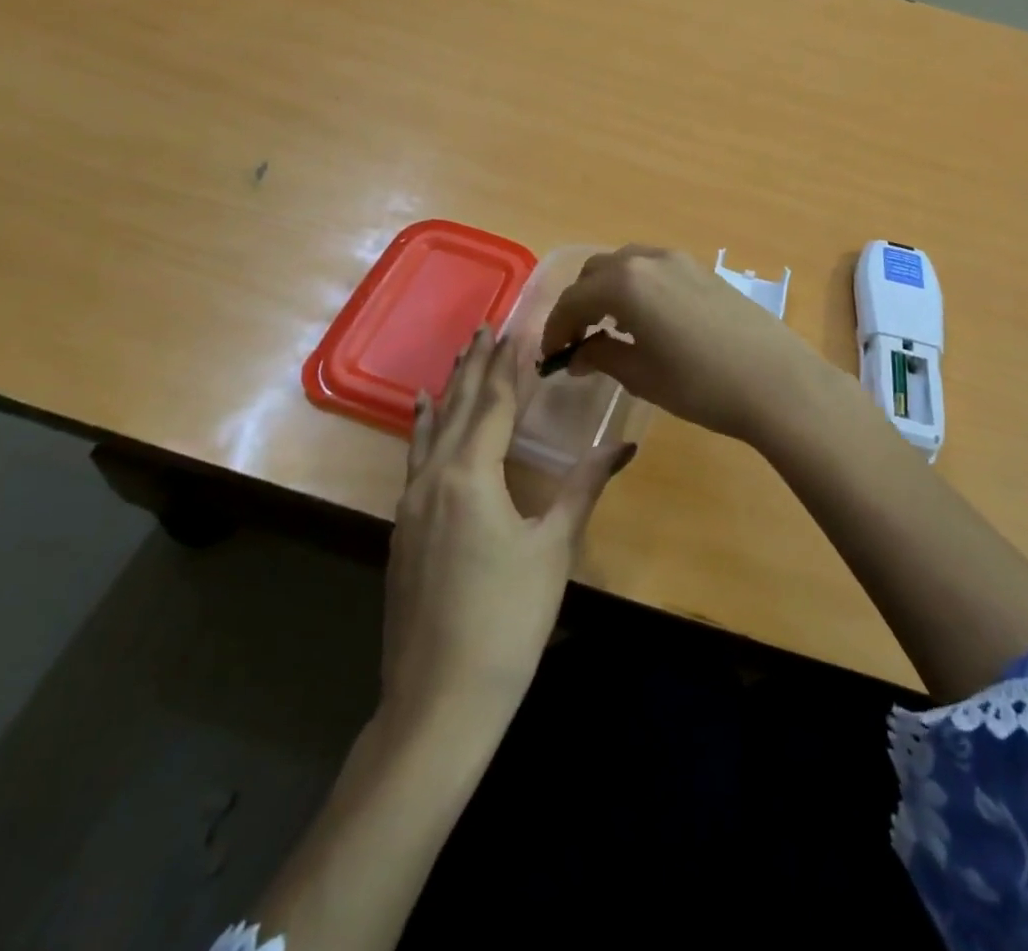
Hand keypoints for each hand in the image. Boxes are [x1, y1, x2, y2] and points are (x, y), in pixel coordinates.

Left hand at [381, 325, 631, 731]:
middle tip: (485, 327)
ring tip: (457, 359)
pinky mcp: (402, 531)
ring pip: (431, 432)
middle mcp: (433, 478)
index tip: (516, 328)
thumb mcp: (554, 549)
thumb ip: (584, 488)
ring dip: (449, 392)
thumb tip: (625, 444)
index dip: (508, 365)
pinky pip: (415, 460)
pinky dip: (424, 430)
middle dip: (474, 366)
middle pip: (458, 409)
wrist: (439, 700)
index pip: (494, 403)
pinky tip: (422, 420)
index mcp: (470, 476)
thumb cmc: (507, 620)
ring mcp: (411, 505)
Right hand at [539, 245, 832, 443]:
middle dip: (579, 304)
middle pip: (596, 273)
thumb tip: (577, 355)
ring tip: (609, 328)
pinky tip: (646, 320)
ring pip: (627, 265)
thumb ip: (602, 357)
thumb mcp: (642, 376)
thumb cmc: (701, 384)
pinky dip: (636, 288)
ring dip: (608, 291)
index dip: (555, 329)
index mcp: (625, 284)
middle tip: (577, 340)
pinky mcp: (704, 271)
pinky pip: (654, 270)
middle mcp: (649, 260)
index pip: (573, 300)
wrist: (776, 382)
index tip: (551, 357)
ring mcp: (681, 261)